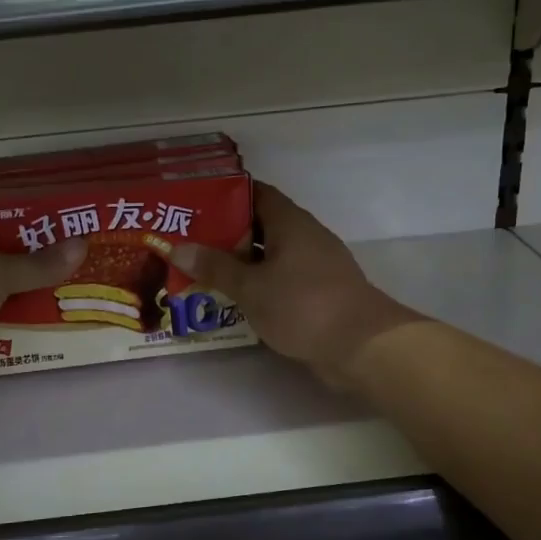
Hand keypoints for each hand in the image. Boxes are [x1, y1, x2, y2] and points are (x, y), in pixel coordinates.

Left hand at [0, 216, 85, 426]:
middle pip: (5, 259)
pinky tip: (73, 320)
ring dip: (44, 293)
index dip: (21, 212)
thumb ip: (36, 263)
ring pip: (12, 296)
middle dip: (43, 256)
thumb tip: (82, 246)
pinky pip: (13, 331)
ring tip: (91, 282)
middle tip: (89, 247)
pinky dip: (37, 328)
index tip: (61, 210)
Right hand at [153, 182, 422, 388]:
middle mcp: (305, 237)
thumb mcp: (251, 287)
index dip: (226, 195)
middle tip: (188, 242)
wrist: (362, 345)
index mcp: (290, 223)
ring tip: (202, 271)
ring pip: (271, 256)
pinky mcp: (320, 293)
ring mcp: (315, 266)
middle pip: (261, 226)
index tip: (195, 204)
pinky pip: (281, 280)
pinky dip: (259, 285)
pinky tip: (234, 299)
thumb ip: (215, 267)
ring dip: (241, 263)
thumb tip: (177, 248)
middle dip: (226, 234)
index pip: (256, 194)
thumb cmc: (303, 305)